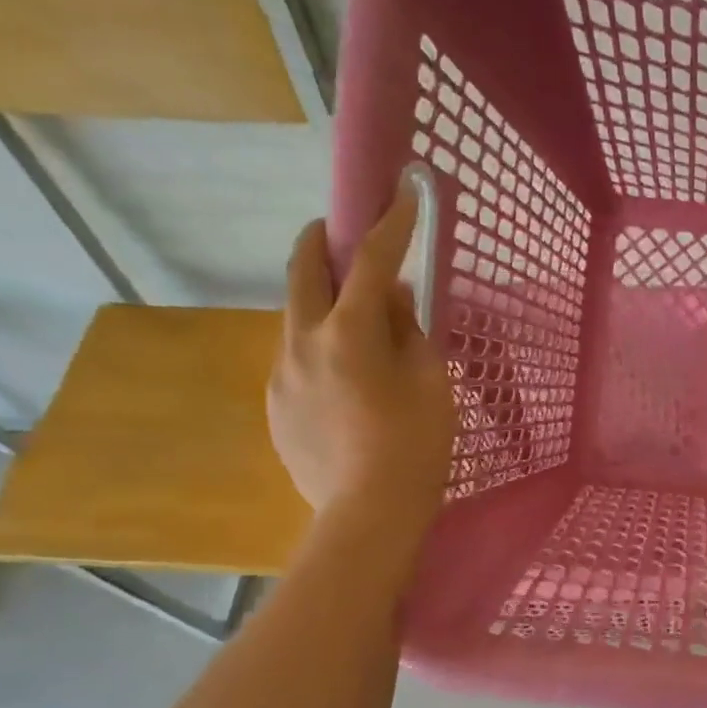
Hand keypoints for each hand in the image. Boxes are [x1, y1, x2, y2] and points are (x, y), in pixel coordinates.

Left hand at [267, 179, 454, 536]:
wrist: (368, 514)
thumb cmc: (415, 447)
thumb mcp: (430, 384)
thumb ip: (411, 333)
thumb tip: (395, 300)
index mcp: (350, 333)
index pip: (372, 262)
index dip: (390, 224)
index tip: (402, 192)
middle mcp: (303, 342)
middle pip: (303, 270)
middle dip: (321, 241)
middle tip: (337, 233)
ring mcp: (282, 374)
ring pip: (295, 316)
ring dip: (320, 300)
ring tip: (350, 319)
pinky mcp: (276, 405)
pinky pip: (295, 358)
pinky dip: (317, 347)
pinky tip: (342, 378)